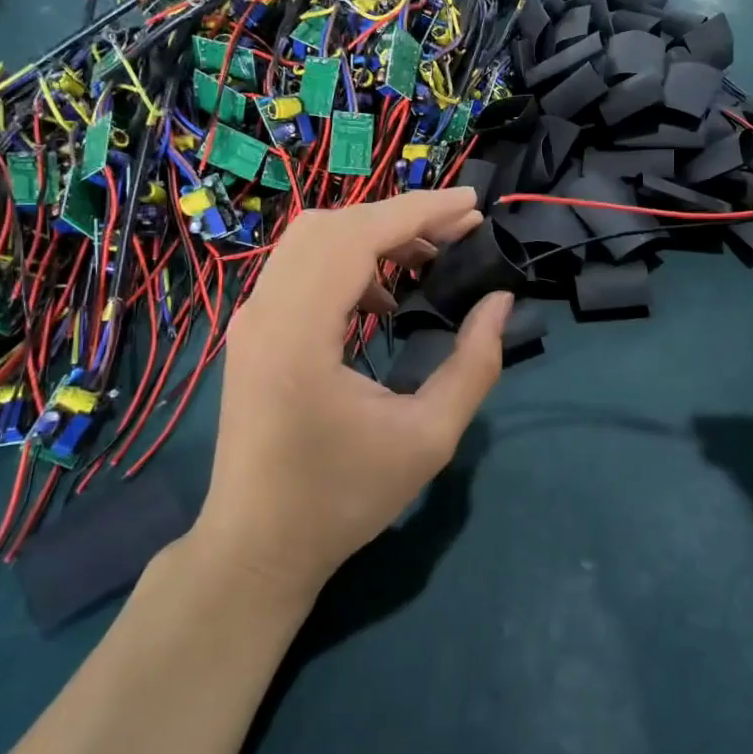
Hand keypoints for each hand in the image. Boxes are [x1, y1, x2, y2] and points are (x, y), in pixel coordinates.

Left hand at [191, 189, 512, 602]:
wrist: (258, 547)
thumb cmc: (344, 498)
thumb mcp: (428, 437)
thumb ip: (474, 364)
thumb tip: (500, 302)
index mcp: (299, 334)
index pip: (357, 237)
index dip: (419, 211)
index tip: (472, 206)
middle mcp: (265, 312)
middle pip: (331, 225)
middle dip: (400, 217)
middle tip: (457, 232)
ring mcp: (251, 320)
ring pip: (312, 241)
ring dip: (372, 237)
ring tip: (427, 260)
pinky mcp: (253, 332)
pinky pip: (300, 268)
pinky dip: (347, 262)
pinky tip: (384, 299)